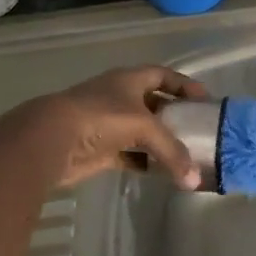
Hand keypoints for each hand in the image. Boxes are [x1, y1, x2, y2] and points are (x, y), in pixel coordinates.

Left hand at [15, 66, 207, 189]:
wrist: (50, 140)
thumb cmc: (100, 118)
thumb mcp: (144, 127)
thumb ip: (172, 151)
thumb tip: (194, 180)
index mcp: (129, 80)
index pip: (162, 75)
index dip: (184, 84)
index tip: (205, 99)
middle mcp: (120, 98)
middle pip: (155, 104)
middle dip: (176, 116)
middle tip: (200, 130)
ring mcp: (109, 124)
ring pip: (143, 132)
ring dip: (162, 143)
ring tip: (187, 154)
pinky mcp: (101, 150)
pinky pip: (131, 155)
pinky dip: (146, 163)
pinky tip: (162, 173)